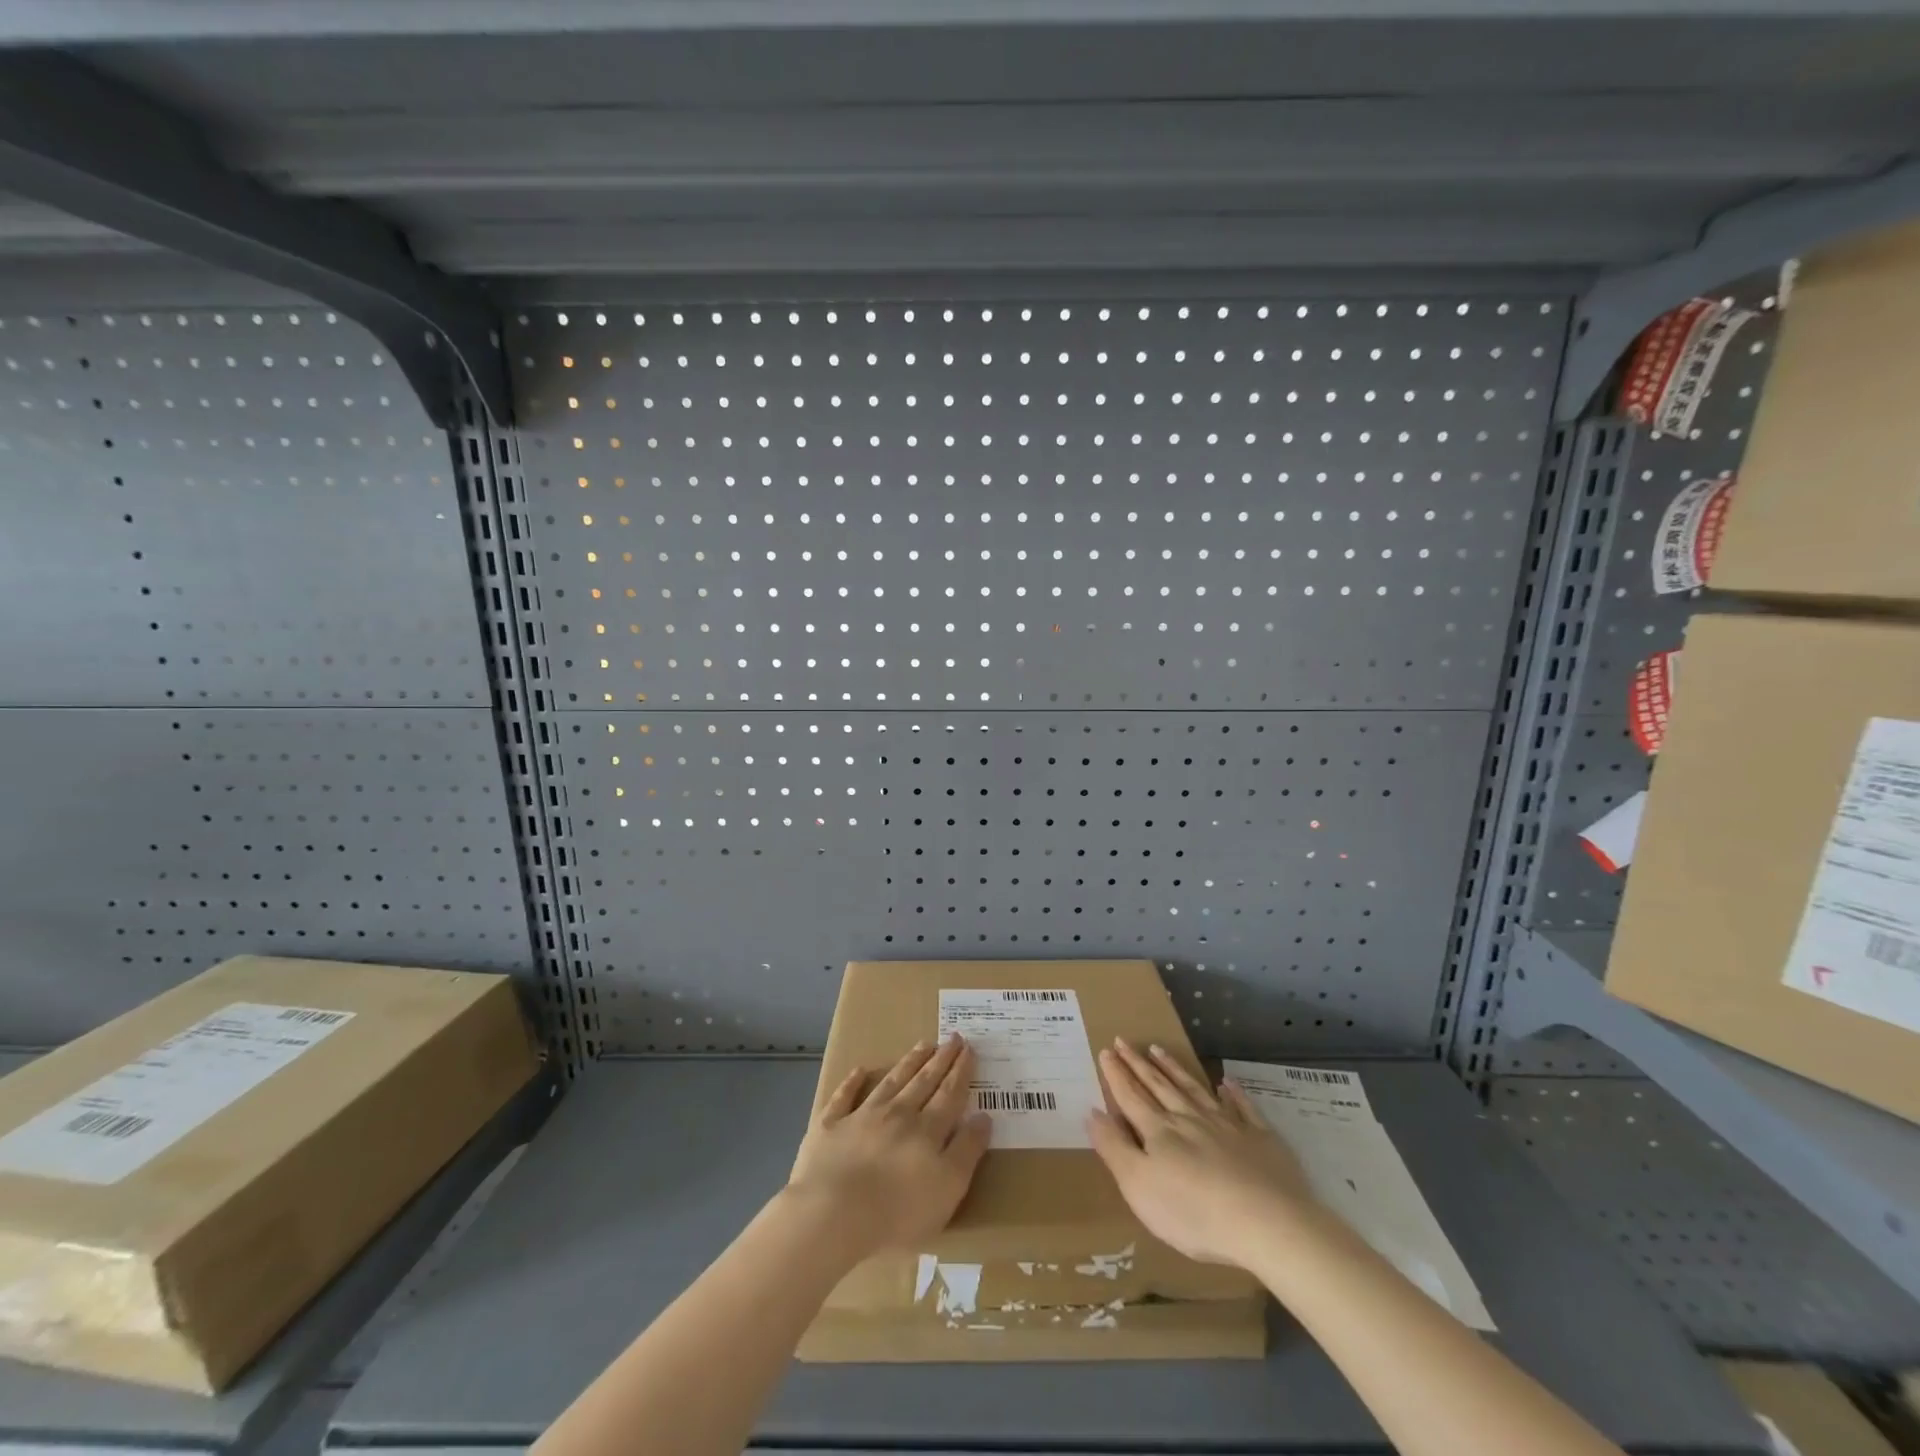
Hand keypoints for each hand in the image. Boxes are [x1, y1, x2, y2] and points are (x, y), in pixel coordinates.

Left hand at [787, 1034, 990, 1256]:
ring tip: (923, 1044)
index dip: (961, 1071)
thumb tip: (983, 1117)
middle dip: (940, 1059)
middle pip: (923, 1082)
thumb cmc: (897, 1213)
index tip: (969, 1048)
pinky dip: (852, 1082)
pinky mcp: (830, 1127)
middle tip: (952, 1037)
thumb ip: (967, 1151)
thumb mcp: (948, 1189)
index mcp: (927, 1131)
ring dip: (908, 1063)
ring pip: (890, 1082)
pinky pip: (843, 1097)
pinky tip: (860, 1069)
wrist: (833, 1215)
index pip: (949, 1094)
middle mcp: (897, 1115)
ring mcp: (861, 1117)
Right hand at [1088, 1039, 1317, 1267]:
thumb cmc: (1194, 1212)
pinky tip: (1227, 1082)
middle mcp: (1189, 1119)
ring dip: (1174, 1068)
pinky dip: (1233, 1093)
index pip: (1131, 1096)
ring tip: (1159, 1049)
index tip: (1106, 1050)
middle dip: (1138, 1064)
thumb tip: (1093, 1113)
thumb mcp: (1139, 1187)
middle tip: (1125, 1041)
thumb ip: (1115, 1148)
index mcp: (1159, 1131)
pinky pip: (1243, 1108)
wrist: (1267, 1224)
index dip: (1116, 1074)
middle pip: (1159, 1085)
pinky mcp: (1260, 1139)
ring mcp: (1227, 1125)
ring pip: (1194, 1089)